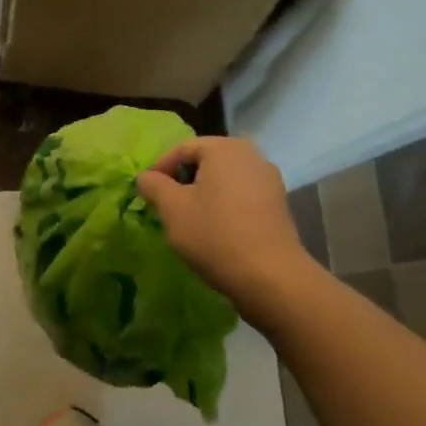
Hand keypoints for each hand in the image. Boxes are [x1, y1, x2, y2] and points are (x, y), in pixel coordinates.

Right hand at [136, 138, 314, 325]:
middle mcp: (251, 155)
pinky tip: (216, 232)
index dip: (159, 170)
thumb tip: (146, 177)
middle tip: (166, 208)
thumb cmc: (215, 234)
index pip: (181, 150)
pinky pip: (242, 197)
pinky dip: (224, 207)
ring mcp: (269, 180)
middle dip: (182, 183)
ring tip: (189, 222)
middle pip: (205, 163)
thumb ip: (153, 186)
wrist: (271, 277)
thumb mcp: (172, 209)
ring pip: (224, 181)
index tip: (147, 195)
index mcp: (224, 148)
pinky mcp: (279, 205)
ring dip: (203, 196)